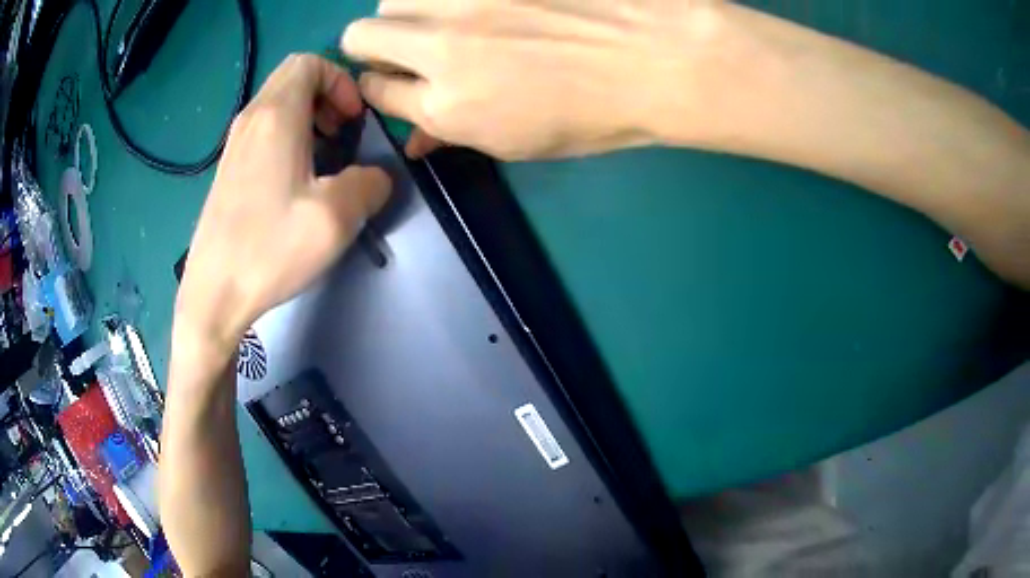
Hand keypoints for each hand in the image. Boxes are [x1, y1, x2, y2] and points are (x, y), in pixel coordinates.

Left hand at [174, 54, 390, 358]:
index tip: (353, 120)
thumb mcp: (336, 218)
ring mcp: (235, 144)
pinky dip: (288, 135)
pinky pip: (264, 128)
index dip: (340, 81)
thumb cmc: (269, 250)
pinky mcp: (229, 168)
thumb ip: (370, 184)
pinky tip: (297, 179)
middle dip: (327, 94)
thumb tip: (375, 177)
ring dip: (308, 116)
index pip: (310, 62)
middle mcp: (251, 119)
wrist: (213, 294)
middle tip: (343, 134)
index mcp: (276, 117)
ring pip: (277, 102)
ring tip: (324, 157)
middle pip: (293, 77)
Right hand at [343, 0, 723, 159]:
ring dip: (406, 10)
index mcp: (448, 105)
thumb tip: (416, 137)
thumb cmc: (598, 113)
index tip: (397, 81)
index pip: (374, 91)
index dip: (380, 87)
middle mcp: (440, 46)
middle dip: (374, 45)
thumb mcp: (521, 143)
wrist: (659, 58)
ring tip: (445, 16)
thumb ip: (456, 133)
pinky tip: (480, 3)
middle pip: (362, 35)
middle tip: (408, 46)